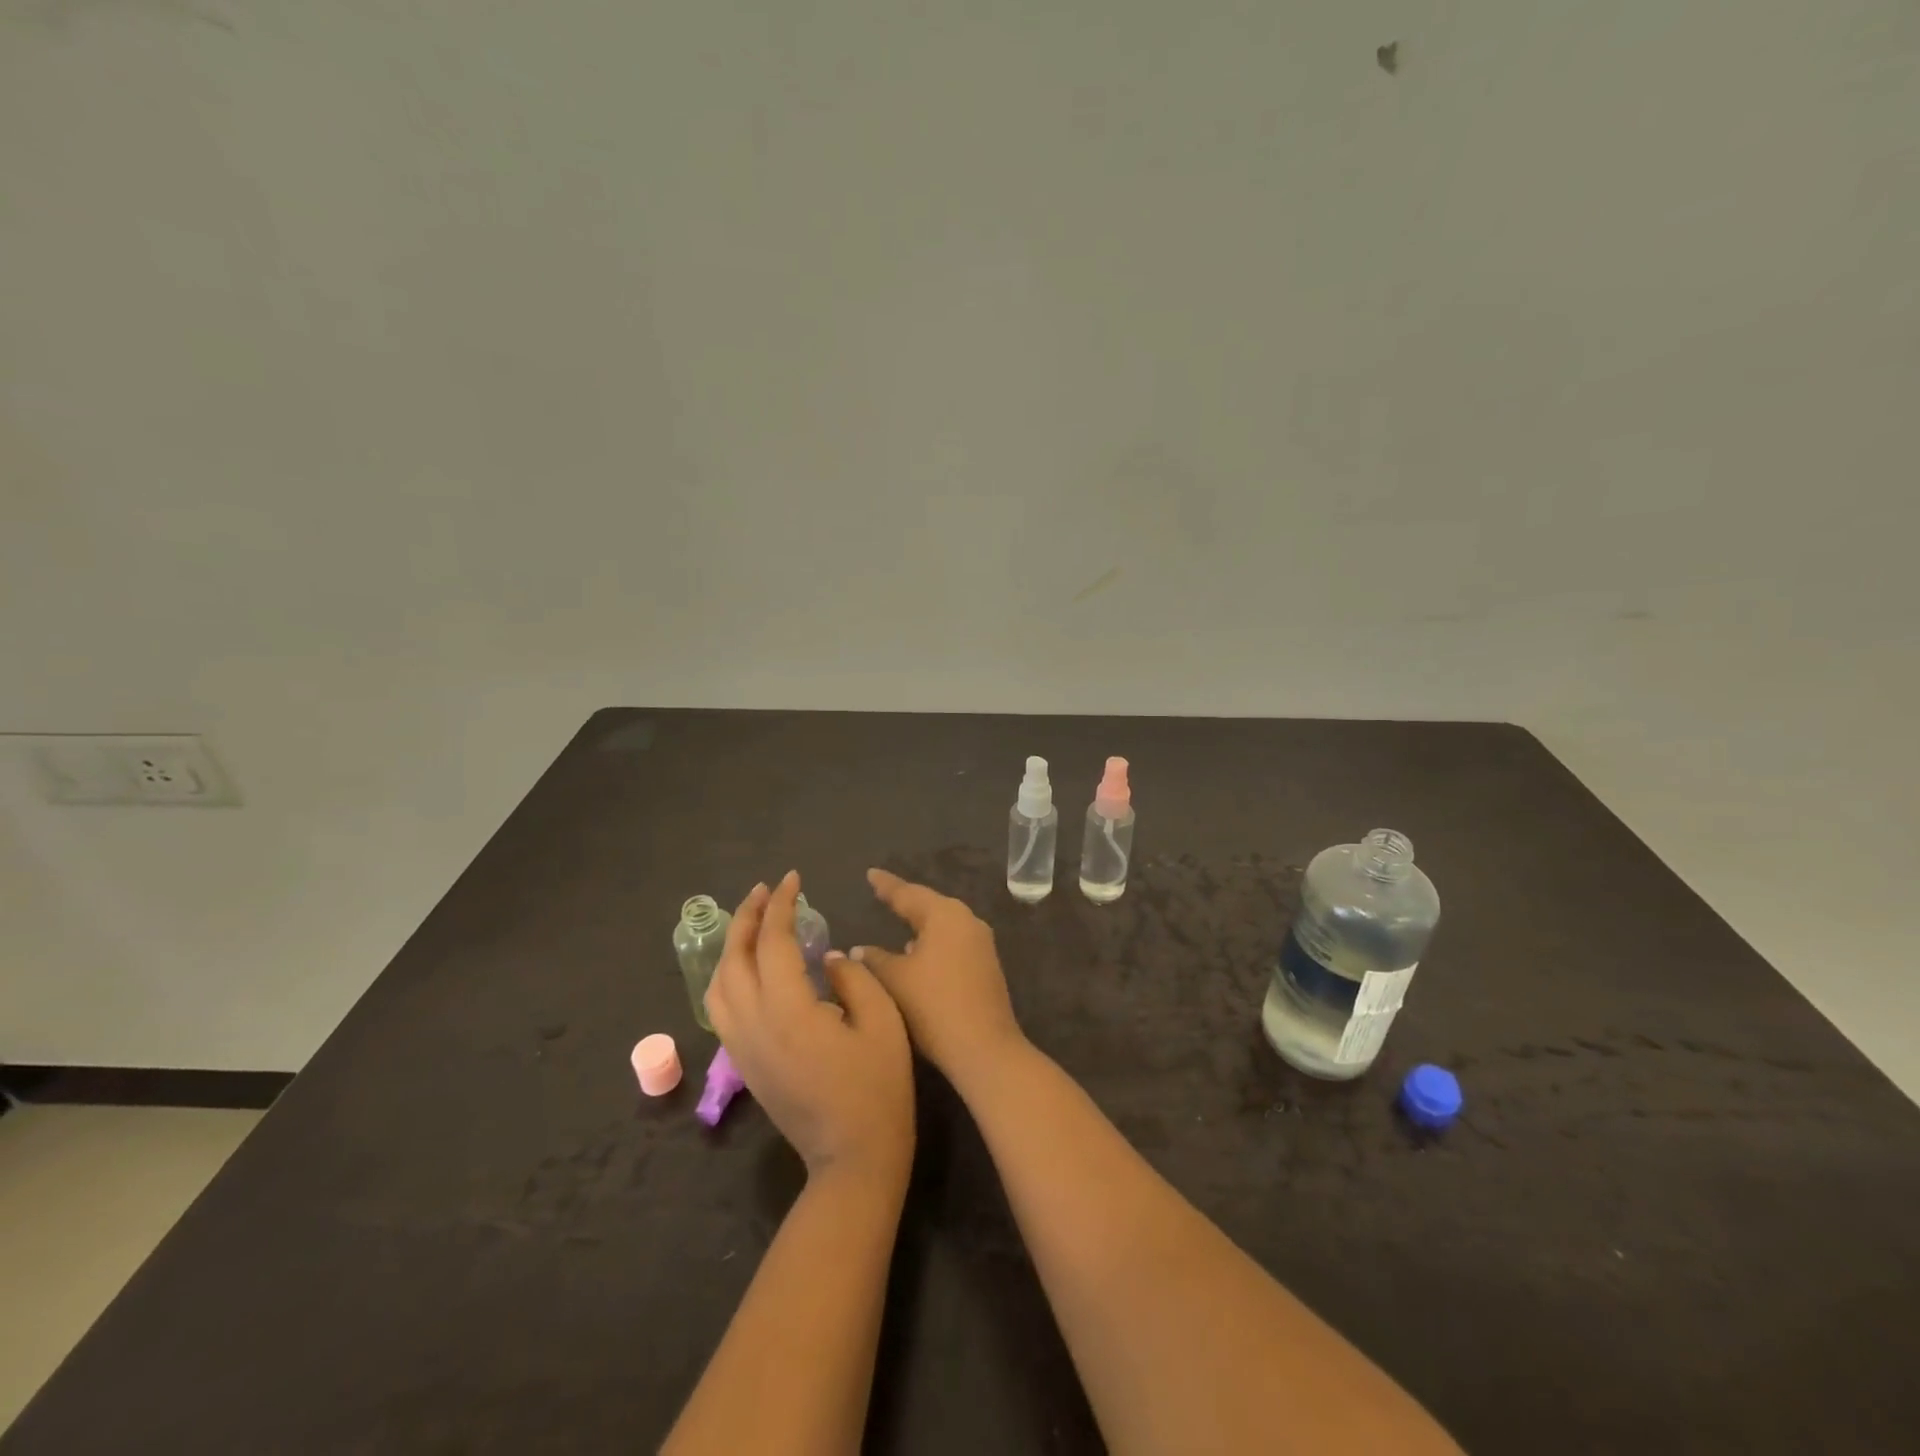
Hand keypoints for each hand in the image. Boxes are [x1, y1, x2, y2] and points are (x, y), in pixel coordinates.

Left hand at [706, 872, 913, 1186]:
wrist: (853, 1159)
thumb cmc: (879, 1089)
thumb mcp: (883, 1023)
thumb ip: (855, 979)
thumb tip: (829, 958)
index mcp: (790, 1009)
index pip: (774, 941)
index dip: (782, 905)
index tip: (794, 879)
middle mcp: (754, 1024)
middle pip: (735, 957)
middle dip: (747, 916)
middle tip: (767, 889)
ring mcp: (743, 1047)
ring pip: (718, 984)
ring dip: (731, 945)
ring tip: (752, 921)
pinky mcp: (744, 1064)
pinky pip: (721, 1008)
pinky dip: (727, 975)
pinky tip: (747, 967)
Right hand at [852, 868, 1026, 1091]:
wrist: (984, 1047)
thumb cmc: (934, 1006)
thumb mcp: (895, 980)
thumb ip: (874, 958)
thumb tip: (860, 948)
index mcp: (945, 915)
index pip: (908, 893)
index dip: (886, 885)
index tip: (870, 873)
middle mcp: (967, 920)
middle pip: (929, 905)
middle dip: (905, 900)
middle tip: (882, 893)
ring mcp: (981, 943)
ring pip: (943, 924)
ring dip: (920, 923)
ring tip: (897, 919)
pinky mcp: (986, 965)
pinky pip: (952, 942)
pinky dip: (933, 941)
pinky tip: (918, 952)